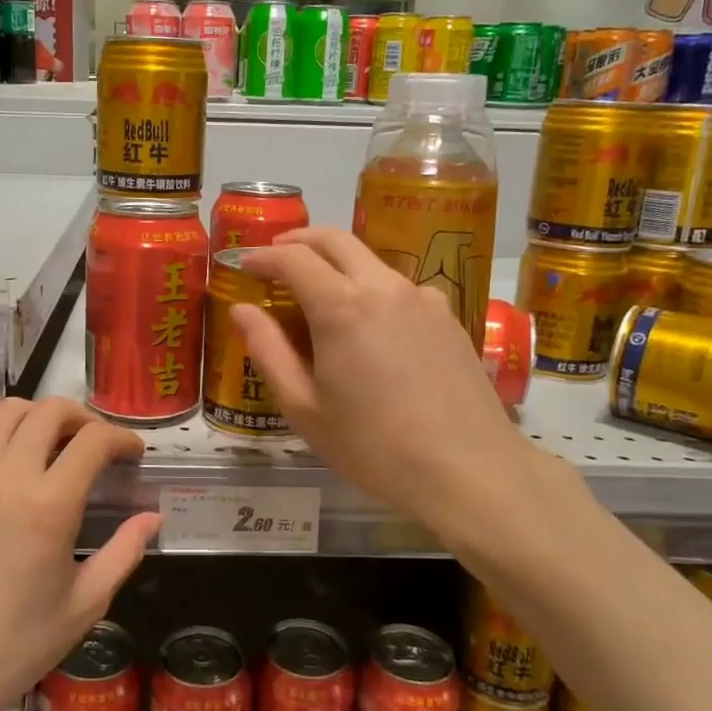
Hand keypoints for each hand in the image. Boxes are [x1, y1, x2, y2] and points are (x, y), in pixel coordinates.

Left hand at [0, 398, 158, 710]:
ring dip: (38, 420)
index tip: (131, 454)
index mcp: (48, 505)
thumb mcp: (84, 605)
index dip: (121, 438)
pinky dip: (2, 448)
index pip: (93, 439)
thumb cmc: (15, 647)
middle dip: (82, 417)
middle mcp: (4, 477)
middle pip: (47, 409)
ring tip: (52, 449)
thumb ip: (124, 552)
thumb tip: (150, 519)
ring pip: (4, 414)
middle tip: (95, 444)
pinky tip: (9, 486)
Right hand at [233, 228, 563, 539]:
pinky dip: (372, 287)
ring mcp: (423, 298)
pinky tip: (371, 324)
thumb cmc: (373, 445)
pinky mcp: (449, 316)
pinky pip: (401, 287)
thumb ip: (268, 351)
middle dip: (300, 241)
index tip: (244, 263)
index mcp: (342, 307)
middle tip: (277, 255)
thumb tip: (242, 310)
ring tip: (320, 291)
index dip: (263, 256)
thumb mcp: (304, 407)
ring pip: (372, 261)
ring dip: (338, 262)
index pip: (293, 258)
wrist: (469, 470)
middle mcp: (384, 287)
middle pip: (337, 240)